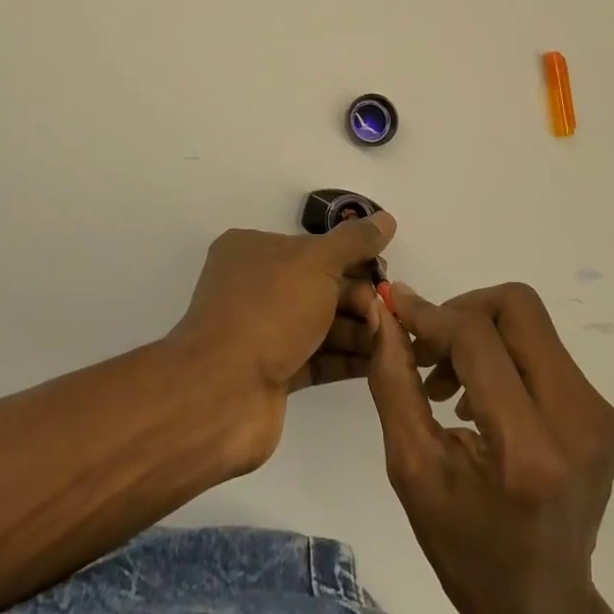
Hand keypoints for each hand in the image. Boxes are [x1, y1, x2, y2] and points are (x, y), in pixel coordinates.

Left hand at [171, 213, 394, 466]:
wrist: (222, 393)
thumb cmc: (268, 311)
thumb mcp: (316, 262)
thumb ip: (353, 242)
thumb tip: (386, 219)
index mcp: (252, 250)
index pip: (312, 246)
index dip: (350, 257)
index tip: (382, 271)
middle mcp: (255, 287)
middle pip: (320, 285)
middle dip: (358, 297)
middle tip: (387, 310)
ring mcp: (262, 332)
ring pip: (321, 323)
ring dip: (358, 329)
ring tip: (391, 338)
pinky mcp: (273, 373)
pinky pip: (318, 358)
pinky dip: (347, 358)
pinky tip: (380, 360)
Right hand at [367, 282, 613, 613]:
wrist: (543, 610)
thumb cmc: (466, 551)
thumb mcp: (413, 469)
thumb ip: (395, 382)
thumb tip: (384, 313)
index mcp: (528, 449)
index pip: (477, 338)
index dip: (431, 314)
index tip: (395, 308)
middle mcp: (577, 419)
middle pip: (518, 307)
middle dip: (461, 310)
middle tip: (426, 346)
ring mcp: (599, 413)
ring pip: (531, 323)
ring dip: (481, 332)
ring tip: (446, 381)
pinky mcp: (604, 413)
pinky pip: (545, 349)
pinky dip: (504, 354)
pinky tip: (479, 396)